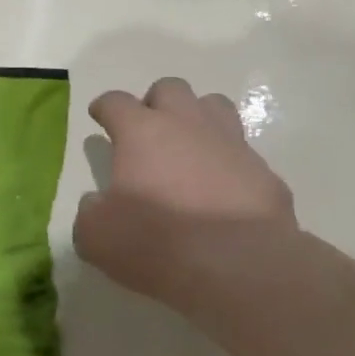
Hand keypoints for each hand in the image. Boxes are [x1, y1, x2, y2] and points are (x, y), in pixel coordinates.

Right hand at [75, 77, 296, 300]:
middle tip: (147, 133)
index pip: (116, 102)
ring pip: (215, 107)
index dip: (105, 107)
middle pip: (170, 88)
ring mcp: (231, 145)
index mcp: (141, 132)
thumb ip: (90, 212)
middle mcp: (187, 125)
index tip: (99, 117)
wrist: (240, 267)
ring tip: (189, 148)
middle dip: (155, 103)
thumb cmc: (157, 241)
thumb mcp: (97, 236)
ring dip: (198, 119)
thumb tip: (96, 203)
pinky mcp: (264, 173)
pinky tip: (223, 193)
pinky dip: (229, 165)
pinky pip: (243, 155)